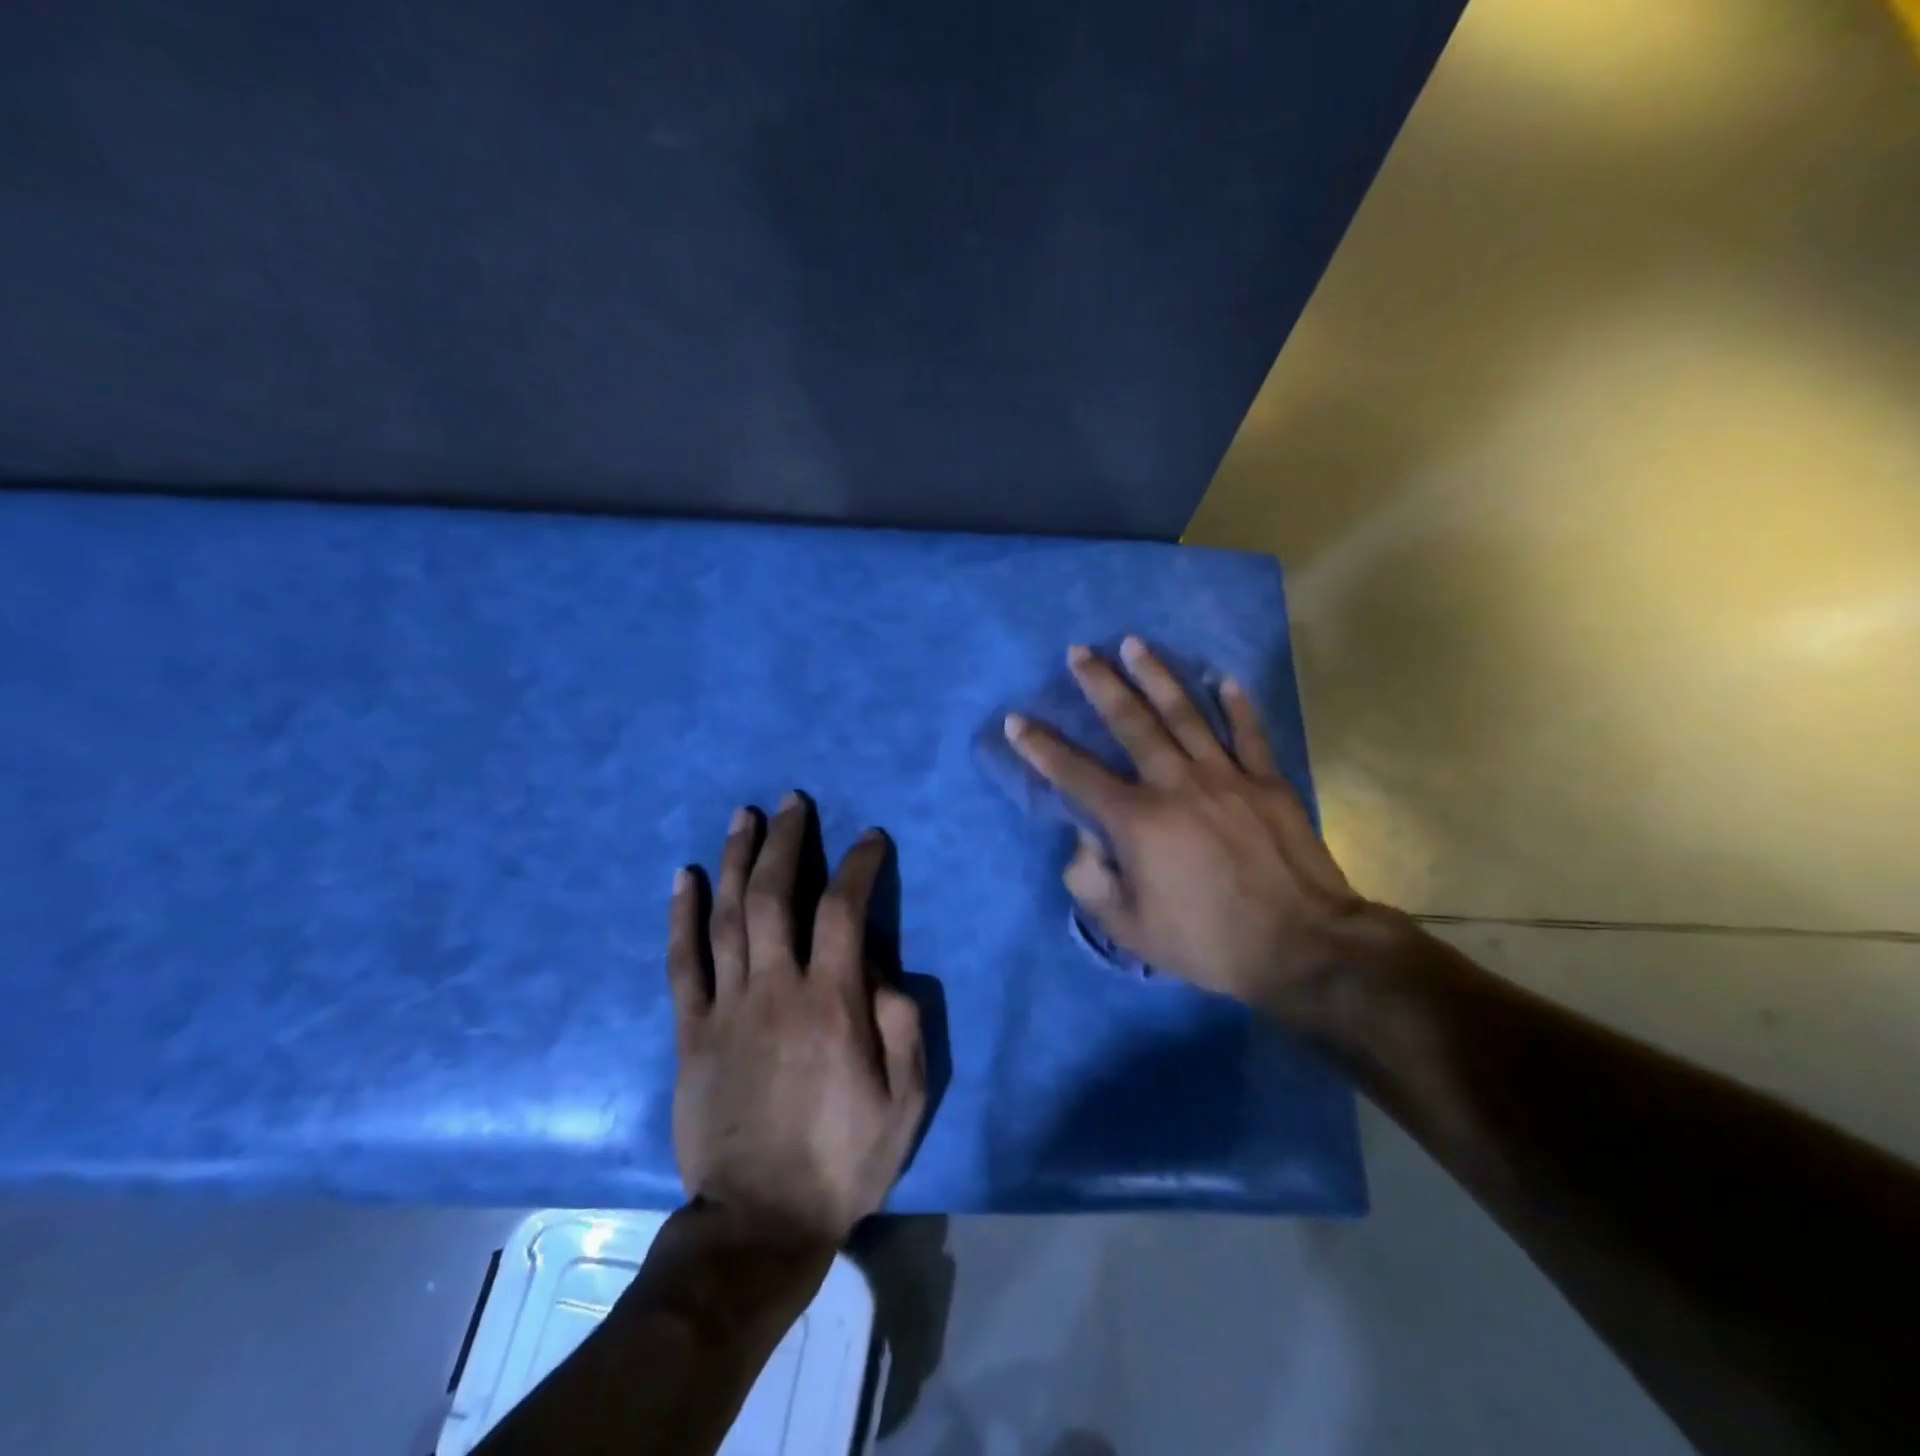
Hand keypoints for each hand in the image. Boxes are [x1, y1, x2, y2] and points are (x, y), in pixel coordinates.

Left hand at [667, 793, 926, 1247]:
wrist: (759, 1222)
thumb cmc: (843, 1158)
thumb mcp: (905, 1099)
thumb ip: (902, 1023)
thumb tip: (879, 968)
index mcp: (831, 1003)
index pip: (845, 910)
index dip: (859, 866)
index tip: (870, 838)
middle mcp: (775, 990)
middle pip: (776, 896)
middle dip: (786, 841)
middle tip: (792, 802)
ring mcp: (726, 1008)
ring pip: (728, 916)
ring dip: (737, 860)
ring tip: (744, 816)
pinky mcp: (691, 1032)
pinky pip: (682, 962)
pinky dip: (682, 915)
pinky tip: (685, 876)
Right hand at [1004, 637, 1379, 1018]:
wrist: (1302, 945)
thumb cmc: (1208, 941)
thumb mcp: (1130, 929)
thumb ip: (1091, 882)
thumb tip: (1083, 841)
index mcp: (1137, 821)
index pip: (1076, 774)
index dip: (1041, 747)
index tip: (1017, 720)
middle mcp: (1176, 784)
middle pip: (1131, 722)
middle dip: (1100, 683)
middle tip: (1079, 651)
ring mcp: (1226, 776)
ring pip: (1185, 713)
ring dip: (1156, 675)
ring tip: (1134, 643)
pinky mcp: (1267, 782)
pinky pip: (1249, 733)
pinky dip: (1237, 704)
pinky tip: (1224, 678)